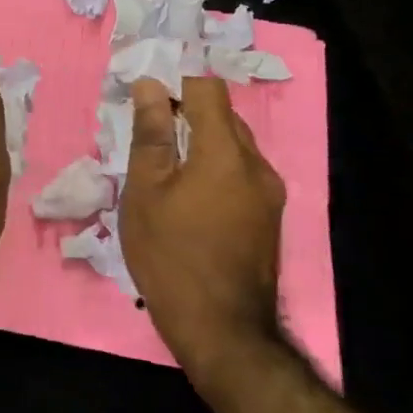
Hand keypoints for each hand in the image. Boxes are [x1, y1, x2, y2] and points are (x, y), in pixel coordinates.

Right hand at [120, 76, 285, 385]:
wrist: (222, 330)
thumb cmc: (170, 255)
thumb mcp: (146, 191)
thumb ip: (151, 135)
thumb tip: (150, 86)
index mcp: (226, 153)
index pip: (207, 90)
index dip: (175, 82)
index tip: (144, 96)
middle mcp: (257, 165)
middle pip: (223, 116)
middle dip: (185, 112)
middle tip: (146, 130)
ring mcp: (268, 194)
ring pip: (232, 145)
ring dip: (199, 141)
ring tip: (162, 163)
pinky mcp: (268, 217)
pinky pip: (239, 173)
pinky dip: (212, 167)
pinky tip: (185, 193)